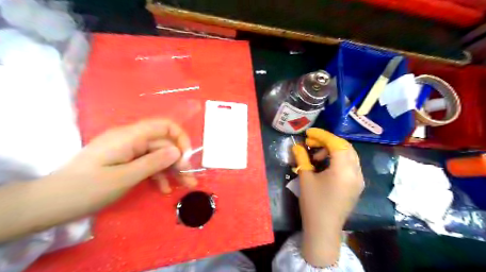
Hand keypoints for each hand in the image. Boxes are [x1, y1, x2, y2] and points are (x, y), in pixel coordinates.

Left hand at [50, 118, 196, 208]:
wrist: (52, 203)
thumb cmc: (87, 189)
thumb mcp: (124, 177)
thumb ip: (154, 162)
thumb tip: (177, 151)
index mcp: (130, 136)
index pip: (164, 126)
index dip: (180, 138)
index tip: (186, 157)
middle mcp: (131, 139)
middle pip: (163, 144)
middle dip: (179, 160)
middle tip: (188, 178)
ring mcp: (128, 150)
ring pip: (158, 155)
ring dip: (172, 169)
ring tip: (184, 185)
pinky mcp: (125, 161)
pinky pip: (148, 164)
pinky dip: (158, 175)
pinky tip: (164, 188)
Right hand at [289, 128, 362, 265]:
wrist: (324, 228)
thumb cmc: (313, 203)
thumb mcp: (305, 178)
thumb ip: (302, 158)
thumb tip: (297, 146)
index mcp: (343, 170)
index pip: (336, 144)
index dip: (322, 135)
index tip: (309, 133)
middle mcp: (356, 172)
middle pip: (345, 147)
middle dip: (327, 141)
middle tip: (311, 143)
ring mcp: (359, 179)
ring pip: (349, 155)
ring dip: (333, 150)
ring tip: (317, 157)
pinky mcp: (357, 185)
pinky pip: (350, 164)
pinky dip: (338, 159)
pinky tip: (326, 165)